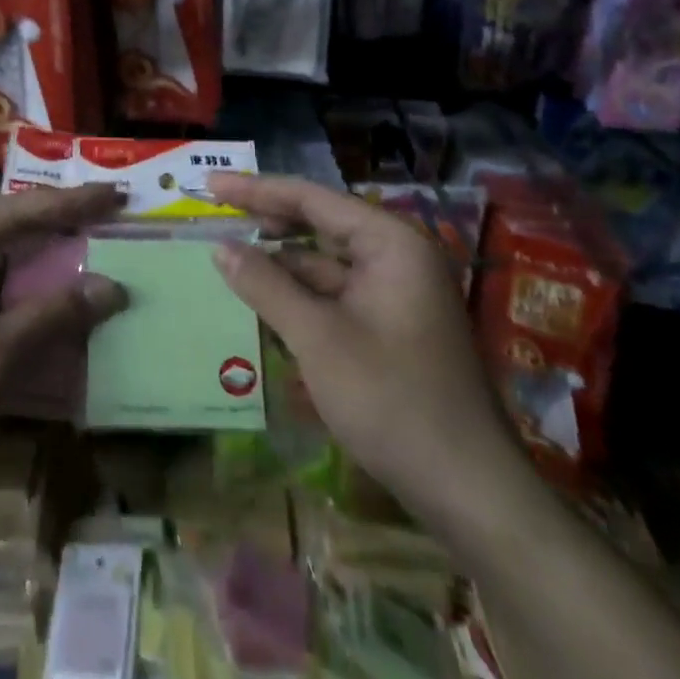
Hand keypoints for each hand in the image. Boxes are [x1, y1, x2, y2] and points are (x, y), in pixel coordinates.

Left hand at [0, 185, 127, 559]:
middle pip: (0, 226)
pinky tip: (43, 296)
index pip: (14, 212)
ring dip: (34, 260)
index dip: (70, 203)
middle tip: (106, 215)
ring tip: (85, 248)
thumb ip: (53, 315)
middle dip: (54, 223)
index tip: (115, 193)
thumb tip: (114, 287)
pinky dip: (11, 290)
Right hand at [206, 174, 527, 533]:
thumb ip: (266, 285)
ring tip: (230, 256)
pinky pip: (336, 294)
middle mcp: (398, 257)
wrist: (469, 492)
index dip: (257, 190)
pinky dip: (299, 293)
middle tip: (216, 216)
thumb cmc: (392, 401)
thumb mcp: (318, 339)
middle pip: (321, 224)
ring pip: (326, 262)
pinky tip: (264, 299)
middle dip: (268, 220)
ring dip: (280, 260)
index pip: (312, 198)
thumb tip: (220, 248)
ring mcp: (397, 293)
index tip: (210, 185)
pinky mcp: (391, 327)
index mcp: (391, 244)